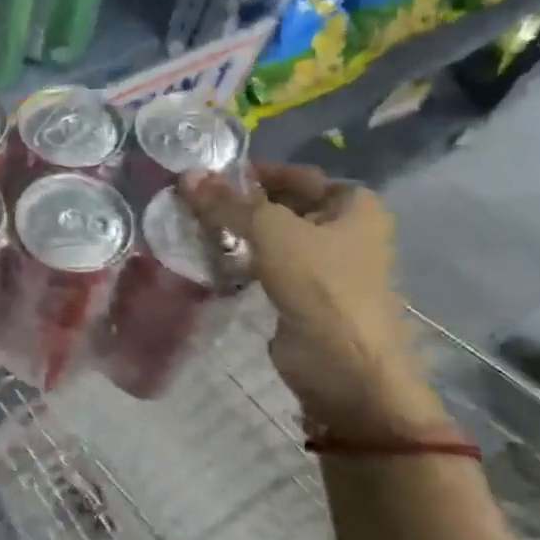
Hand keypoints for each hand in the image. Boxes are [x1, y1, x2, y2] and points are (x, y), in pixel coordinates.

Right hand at [181, 162, 444, 437]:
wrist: (344, 367)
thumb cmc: (321, 286)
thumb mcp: (271, 232)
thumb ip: (228, 203)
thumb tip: (186, 176)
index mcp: (353, 205)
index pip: (295, 174)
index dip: (254, 172)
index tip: (208, 177)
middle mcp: (344, 230)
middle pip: (282, 205)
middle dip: (240, 204)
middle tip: (192, 202)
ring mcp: (324, 265)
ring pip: (272, 237)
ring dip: (237, 233)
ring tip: (192, 227)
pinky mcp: (303, 295)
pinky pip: (266, 266)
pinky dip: (241, 260)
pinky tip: (208, 258)